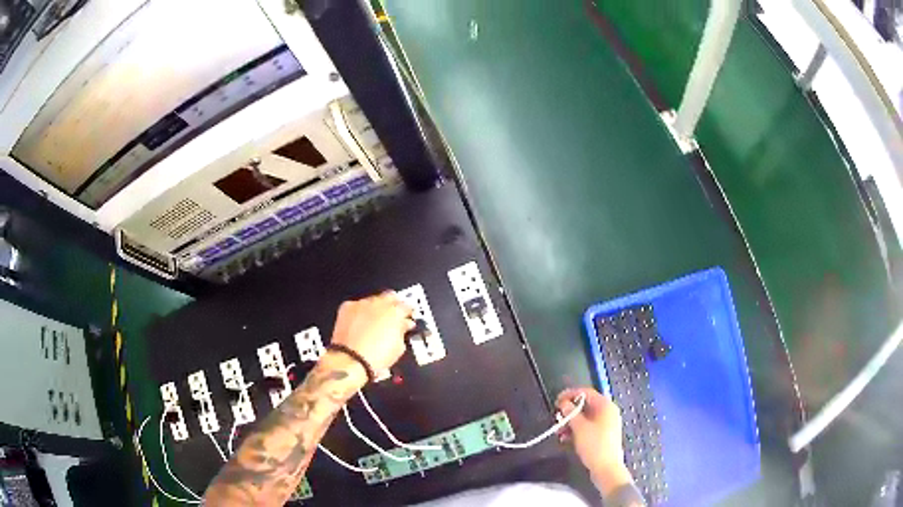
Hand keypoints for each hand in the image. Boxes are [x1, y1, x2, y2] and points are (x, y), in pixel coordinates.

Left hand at [329, 292, 413, 372]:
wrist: (352, 359)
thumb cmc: (376, 356)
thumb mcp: (399, 347)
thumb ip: (402, 331)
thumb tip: (403, 326)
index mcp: (395, 312)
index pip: (406, 306)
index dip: (408, 313)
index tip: (407, 318)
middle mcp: (379, 303)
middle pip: (390, 297)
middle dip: (392, 305)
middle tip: (392, 316)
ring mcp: (362, 304)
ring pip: (372, 300)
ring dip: (375, 308)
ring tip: (374, 322)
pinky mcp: (347, 308)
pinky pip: (356, 305)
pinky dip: (359, 312)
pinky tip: (359, 322)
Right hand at [557, 387, 633, 496]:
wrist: (606, 468)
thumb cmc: (594, 445)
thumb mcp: (579, 428)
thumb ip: (571, 413)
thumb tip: (564, 404)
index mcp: (605, 406)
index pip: (586, 392)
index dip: (570, 394)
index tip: (556, 401)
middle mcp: (608, 412)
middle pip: (586, 405)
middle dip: (569, 412)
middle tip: (557, 418)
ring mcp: (607, 424)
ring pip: (585, 417)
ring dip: (571, 423)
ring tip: (559, 432)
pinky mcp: (603, 435)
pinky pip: (588, 427)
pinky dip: (577, 430)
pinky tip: (566, 438)